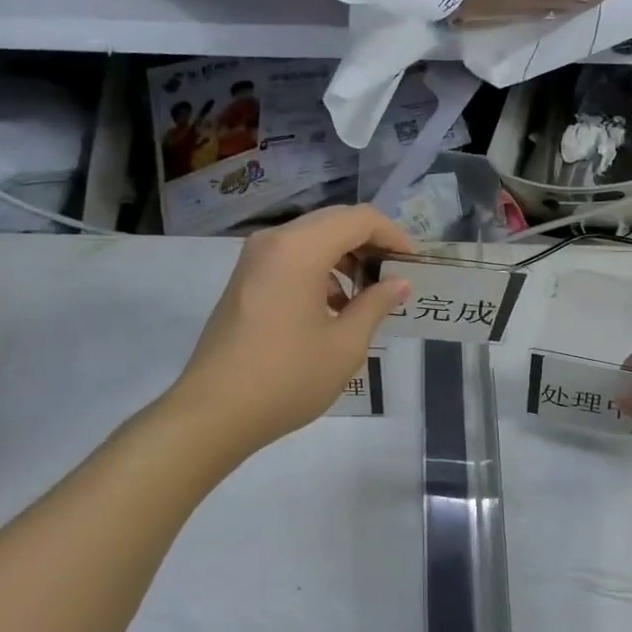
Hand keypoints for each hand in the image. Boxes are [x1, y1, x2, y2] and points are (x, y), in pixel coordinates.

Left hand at [166, 206, 414, 458]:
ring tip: (371, 296)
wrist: (215, 412)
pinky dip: (321, 272)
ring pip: (312, 240)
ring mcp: (254, 260)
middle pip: (334, 223)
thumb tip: (399, 283)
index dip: (394, 235)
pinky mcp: (246, 281)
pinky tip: (337, 308)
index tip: (416, 263)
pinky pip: (292, 259)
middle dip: (371, 244)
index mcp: (300, 249)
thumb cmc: (288, 377)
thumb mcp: (345, 345)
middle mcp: (274, 242)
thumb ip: (376, 305)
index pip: (359, 219)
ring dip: (346, 259)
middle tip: (398, 275)